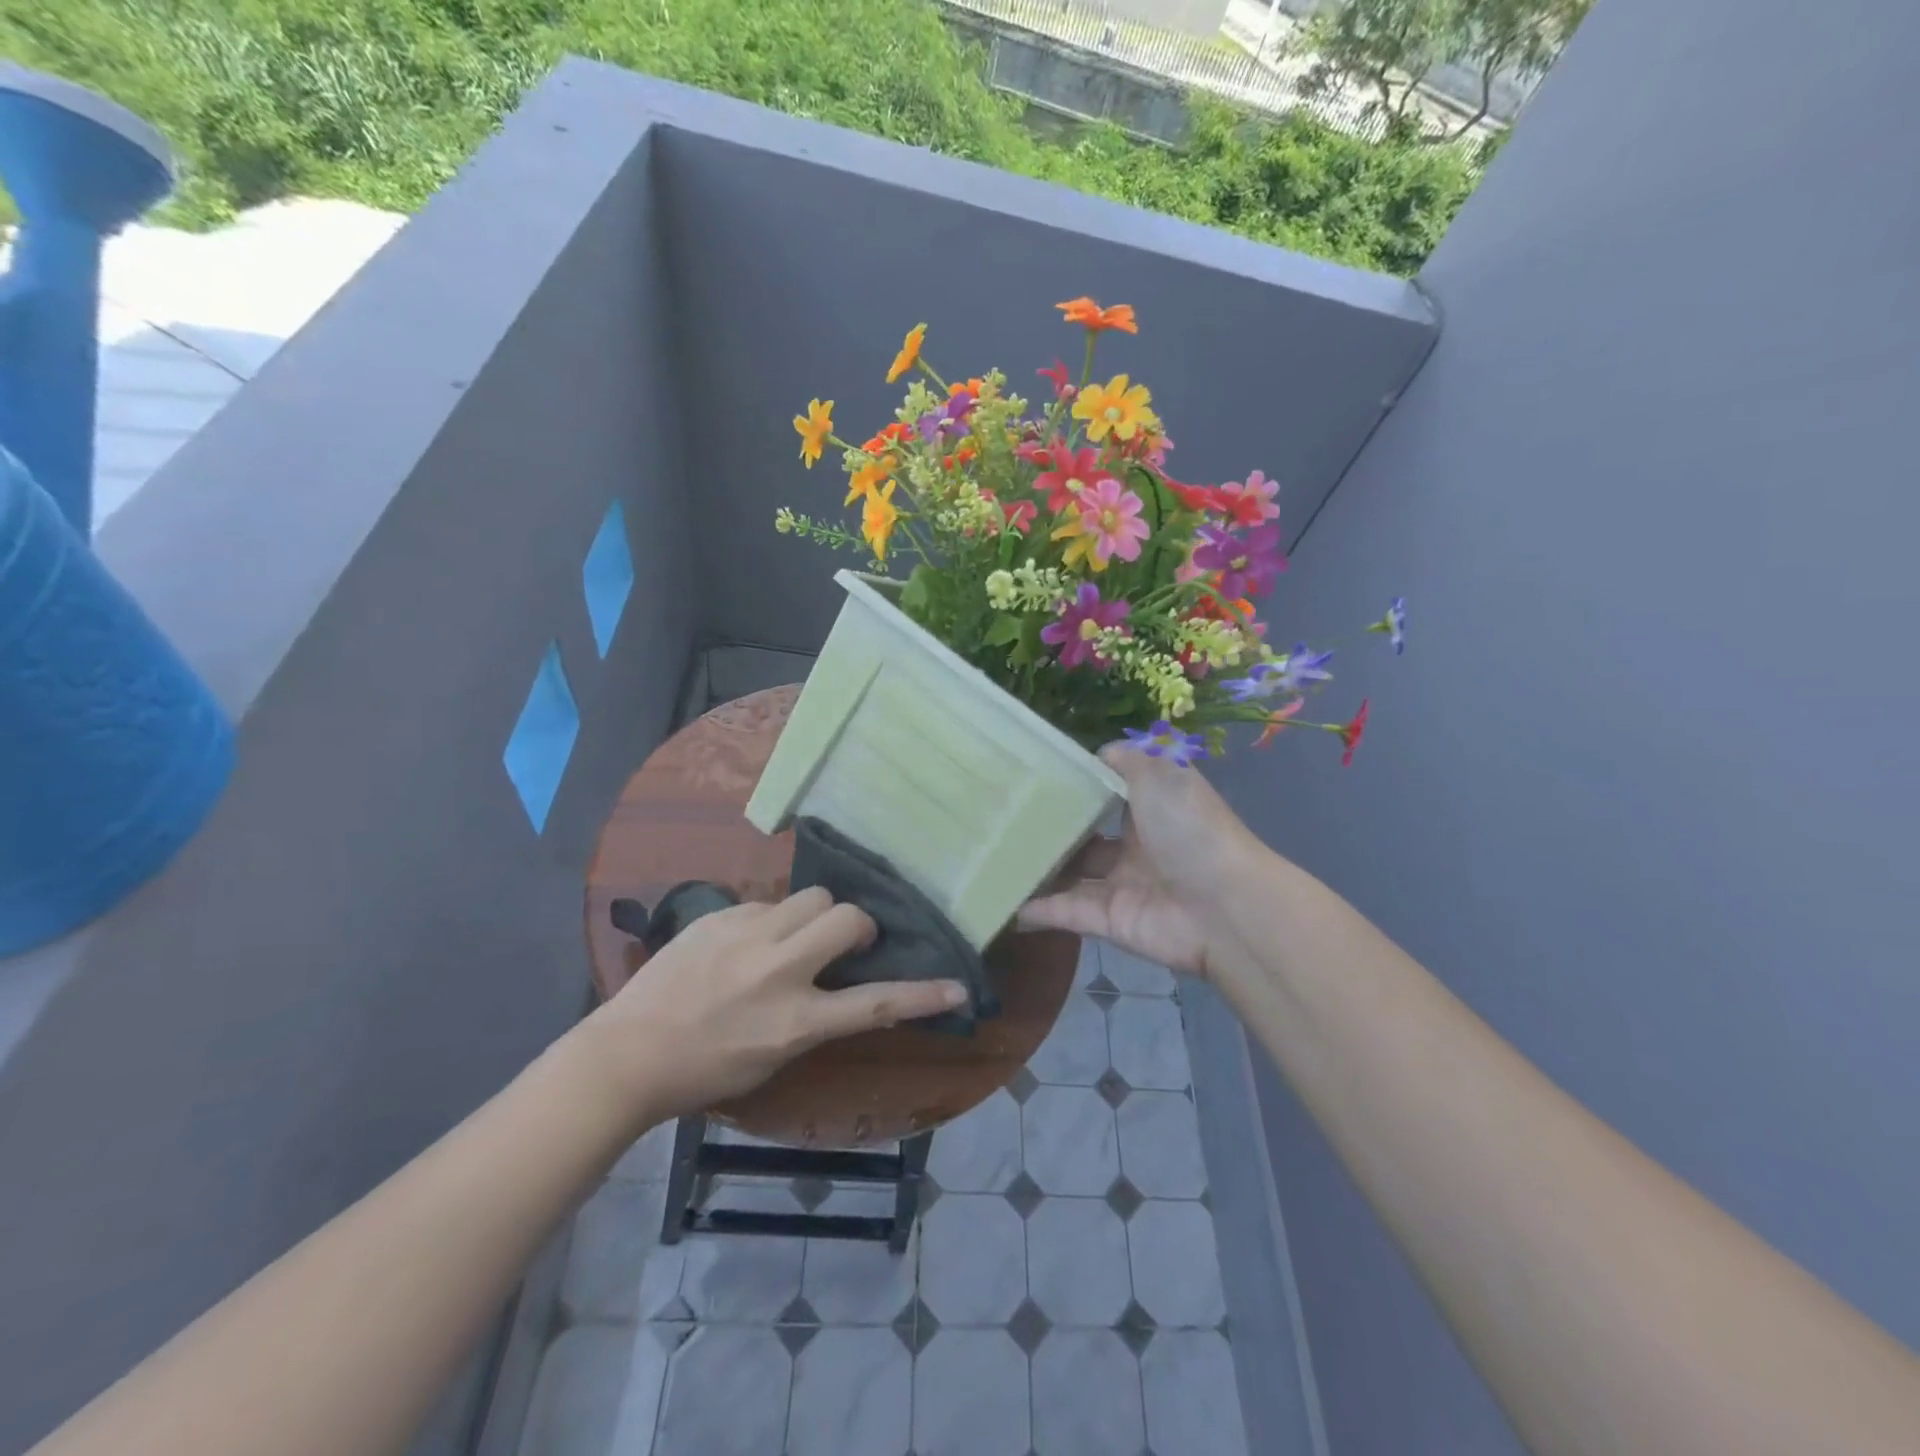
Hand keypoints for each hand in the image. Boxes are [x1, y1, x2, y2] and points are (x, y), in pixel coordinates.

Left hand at [576, 888, 968, 1121]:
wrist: (627, 1053)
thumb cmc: (705, 1072)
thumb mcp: (772, 1060)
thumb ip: (813, 1019)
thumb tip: (841, 987)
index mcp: (795, 1022)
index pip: (875, 1004)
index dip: (923, 995)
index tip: (956, 987)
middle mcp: (778, 970)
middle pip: (847, 917)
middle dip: (858, 924)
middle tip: (846, 941)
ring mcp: (747, 935)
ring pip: (811, 896)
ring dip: (816, 915)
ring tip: (794, 936)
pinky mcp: (720, 915)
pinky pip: (767, 902)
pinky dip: (771, 919)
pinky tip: (746, 942)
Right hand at [1018, 745, 1261, 979]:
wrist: (1223, 908)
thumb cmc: (1190, 829)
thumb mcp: (1161, 774)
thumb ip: (1128, 760)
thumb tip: (1099, 753)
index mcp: (1152, 809)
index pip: (1109, 794)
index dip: (1078, 786)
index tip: (1034, 776)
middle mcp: (1136, 846)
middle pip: (1085, 837)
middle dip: (1052, 830)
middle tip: (1002, 818)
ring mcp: (1121, 885)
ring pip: (1071, 875)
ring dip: (1039, 869)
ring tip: (993, 856)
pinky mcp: (1108, 921)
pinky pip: (1064, 911)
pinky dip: (1035, 909)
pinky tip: (1001, 900)